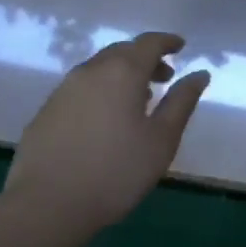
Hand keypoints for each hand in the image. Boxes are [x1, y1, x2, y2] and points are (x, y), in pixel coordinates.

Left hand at [3, 32, 209, 236]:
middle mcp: (90, 71)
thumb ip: (182, 102)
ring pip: (99, 69)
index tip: (181, 46)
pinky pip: (81, 88)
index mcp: (122, 73)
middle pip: (121, 52)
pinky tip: (107, 118)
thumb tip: (199, 74)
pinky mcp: (46, 111)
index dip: (167, 42)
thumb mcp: (162, 139)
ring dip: (122, 75)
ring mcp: (63, 90)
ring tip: (139, 99)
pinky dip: (102, 90)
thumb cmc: (116, 171)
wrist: (47, 204)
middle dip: (145, 58)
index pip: (148, 43)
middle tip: (165, 77)